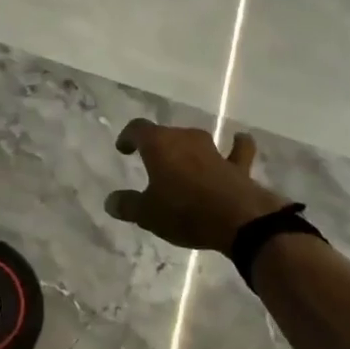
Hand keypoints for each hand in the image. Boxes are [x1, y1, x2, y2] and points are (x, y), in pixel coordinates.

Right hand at [104, 119, 287, 252]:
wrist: (238, 219)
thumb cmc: (184, 212)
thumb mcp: (147, 214)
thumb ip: (127, 205)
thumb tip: (110, 201)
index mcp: (159, 144)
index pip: (138, 129)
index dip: (128, 137)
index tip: (123, 149)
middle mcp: (185, 139)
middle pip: (166, 134)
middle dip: (157, 145)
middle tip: (150, 162)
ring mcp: (213, 150)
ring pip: (195, 141)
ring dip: (188, 148)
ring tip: (182, 160)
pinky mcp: (237, 165)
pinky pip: (236, 150)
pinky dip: (235, 146)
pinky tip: (239, 140)